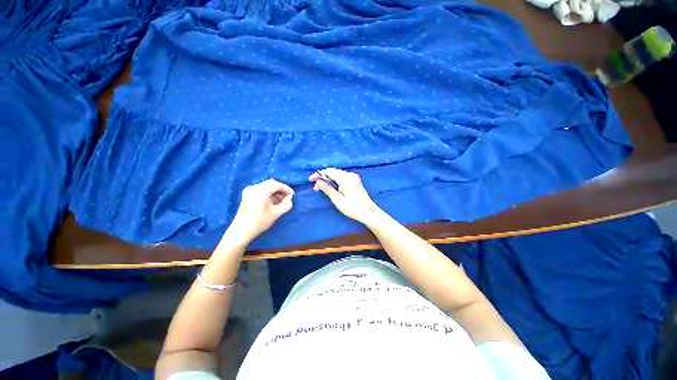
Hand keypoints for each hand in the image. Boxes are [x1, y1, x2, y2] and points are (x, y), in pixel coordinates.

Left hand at [226, 179, 293, 243]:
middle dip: (280, 189)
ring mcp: (249, 190)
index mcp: (261, 191)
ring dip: (274, 191)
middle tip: (287, 197)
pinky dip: (268, 193)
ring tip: (280, 201)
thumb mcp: (276, 213)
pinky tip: (272, 201)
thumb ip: (286, 204)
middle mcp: (254, 187)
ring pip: (266, 185)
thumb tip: (290, 198)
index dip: (286, 189)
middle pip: (271, 183)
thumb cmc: (260, 222)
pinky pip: (260, 189)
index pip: (277, 185)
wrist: (241, 231)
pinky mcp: (247, 194)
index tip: (293, 195)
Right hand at [309, 168, 382, 224]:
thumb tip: (318, 182)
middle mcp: (350, 175)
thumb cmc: (353, 208)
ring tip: (321, 188)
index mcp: (346, 179)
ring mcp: (353, 177)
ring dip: (328, 179)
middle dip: (322, 177)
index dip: (318, 174)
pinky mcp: (355, 180)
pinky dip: (334, 180)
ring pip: (337, 174)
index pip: (329, 172)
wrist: (368, 212)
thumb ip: (328, 189)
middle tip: (315, 187)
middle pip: (333, 171)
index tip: (310, 180)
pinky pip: (342, 177)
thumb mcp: (338, 200)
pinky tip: (330, 186)